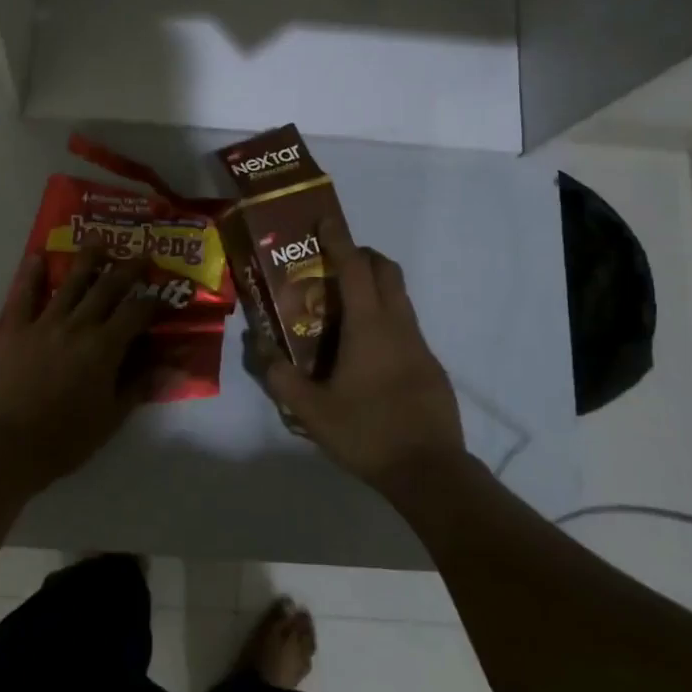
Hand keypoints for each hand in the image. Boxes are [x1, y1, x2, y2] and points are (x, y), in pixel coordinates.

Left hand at [0, 239, 161, 491]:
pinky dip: (32, 274)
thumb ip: (140, 384)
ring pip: (70, 283)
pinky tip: (38, 257)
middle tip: (140, 253)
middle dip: (127, 269)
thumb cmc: (68, 437)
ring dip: (87, 260)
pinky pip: (24, 295)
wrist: (13, 447)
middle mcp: (77, 325)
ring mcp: (44, 323)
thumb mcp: (113, 416)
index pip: (136, 312)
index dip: (153, 301)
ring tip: (98, 241)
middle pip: (107, 288)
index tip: (163, 293)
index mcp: (104, 347)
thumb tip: (172, 364)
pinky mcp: (15, 329)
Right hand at [259, 218, 465, 493]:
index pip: (355, 268)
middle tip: (333, 264)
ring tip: (343, 309)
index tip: (326, 219)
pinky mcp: (431, 367)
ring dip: (375, 287)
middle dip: (363, 256)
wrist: (431, 472)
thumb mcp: (311, 410)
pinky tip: (365, 353)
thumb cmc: (367, 432)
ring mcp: (420, 345)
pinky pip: (406, 325)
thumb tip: (260, 347)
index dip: (339, 240)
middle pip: (387, 271)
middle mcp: (398, 326)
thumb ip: (280, 376)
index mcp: (369, 327)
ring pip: (399, 298)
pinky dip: (385, 318)